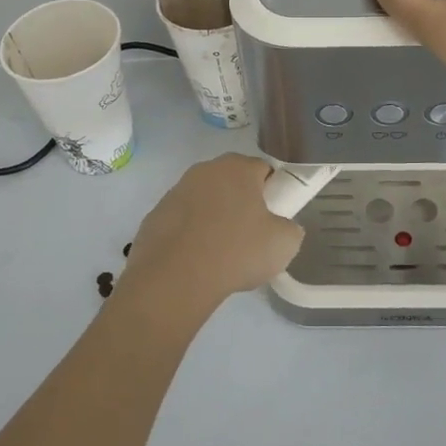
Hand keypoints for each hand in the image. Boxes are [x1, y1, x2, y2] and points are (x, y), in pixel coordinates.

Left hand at [115, 154, 304, 317]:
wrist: (175, 278)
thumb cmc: (236, 251)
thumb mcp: (284, 244)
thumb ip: (290, 228)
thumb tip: (282, 228)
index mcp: (238, 168)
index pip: (263, 170)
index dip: (273, 193)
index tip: (273, 219)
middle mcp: (205, 170)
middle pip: (232, 182)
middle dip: (241, 203)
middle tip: (250, 236)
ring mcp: (176, 191)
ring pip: (205, 200)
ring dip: (214, 218)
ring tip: (220, 254)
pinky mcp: (155, 215)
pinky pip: (182, 221)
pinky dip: (190, 234)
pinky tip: (195, 260)